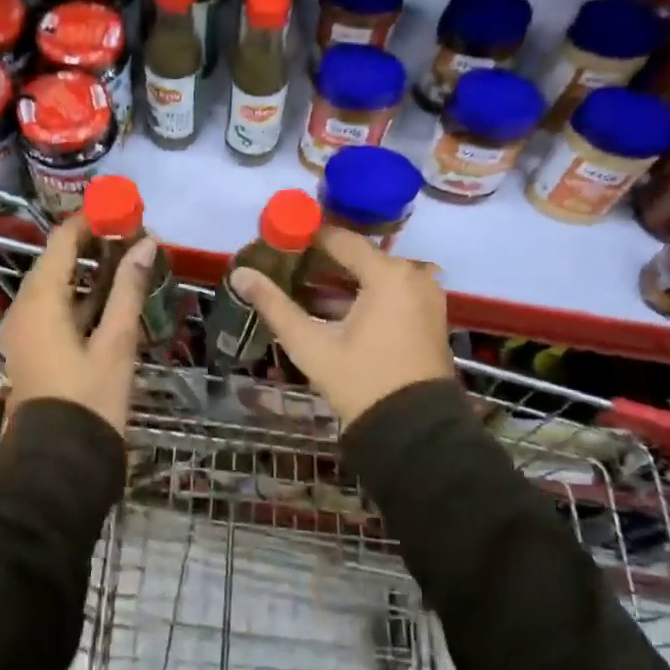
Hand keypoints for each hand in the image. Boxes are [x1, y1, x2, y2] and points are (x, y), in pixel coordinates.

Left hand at [0, 216, 157, 434]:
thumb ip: (128, 289)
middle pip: (57, 261)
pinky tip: (114, 295)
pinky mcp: (35, 349)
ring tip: (130, 258)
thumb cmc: (89, 399)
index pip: (61, 241)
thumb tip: (146, 243)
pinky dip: (83, 298)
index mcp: (39, 300)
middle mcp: (24, 308)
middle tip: (134, 234)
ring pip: (59, 287)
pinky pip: (57, 309)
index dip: (91, 221)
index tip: (124, 211)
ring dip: (90, 271)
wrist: (57, 464)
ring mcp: (27, 331)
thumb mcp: (115, 342)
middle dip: (94, 244)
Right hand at [230, 228, 453, 425]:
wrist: (415, 431)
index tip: (278, 242)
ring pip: (375, 275)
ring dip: (342, 280)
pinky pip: (392, 292)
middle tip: (285, 267)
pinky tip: (333, 310)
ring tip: (302, 289)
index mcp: (388, 274)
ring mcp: (426, 296)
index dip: (307, 238)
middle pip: (359, 256)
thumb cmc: (361, 382)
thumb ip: (274, 305)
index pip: (340, 239)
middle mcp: (413, 275)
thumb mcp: (311, 345)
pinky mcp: (430, 316)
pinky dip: (364, 295)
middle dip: (322, 261)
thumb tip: (239, 274)